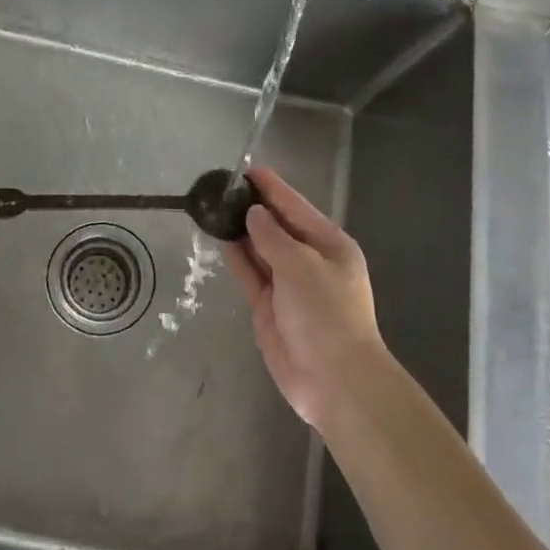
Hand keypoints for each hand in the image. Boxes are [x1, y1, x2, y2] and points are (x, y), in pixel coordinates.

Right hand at [224, 167, 387, 429]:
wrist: (333, 380)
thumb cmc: (326, 315)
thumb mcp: (302, 267)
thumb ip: (273, 238)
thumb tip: (253, 215)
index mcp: (329, 245)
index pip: (295, 207)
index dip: (271, 188)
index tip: (246, 169)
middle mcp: (309, 260)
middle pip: (277, 226)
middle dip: (253, 207)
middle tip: (223, 187)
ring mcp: (288, 284)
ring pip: (261, 248)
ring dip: (241, 230)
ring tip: (216, 207)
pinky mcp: (269, 306)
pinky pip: (251, 273)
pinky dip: (237, 256)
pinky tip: (220, 238)